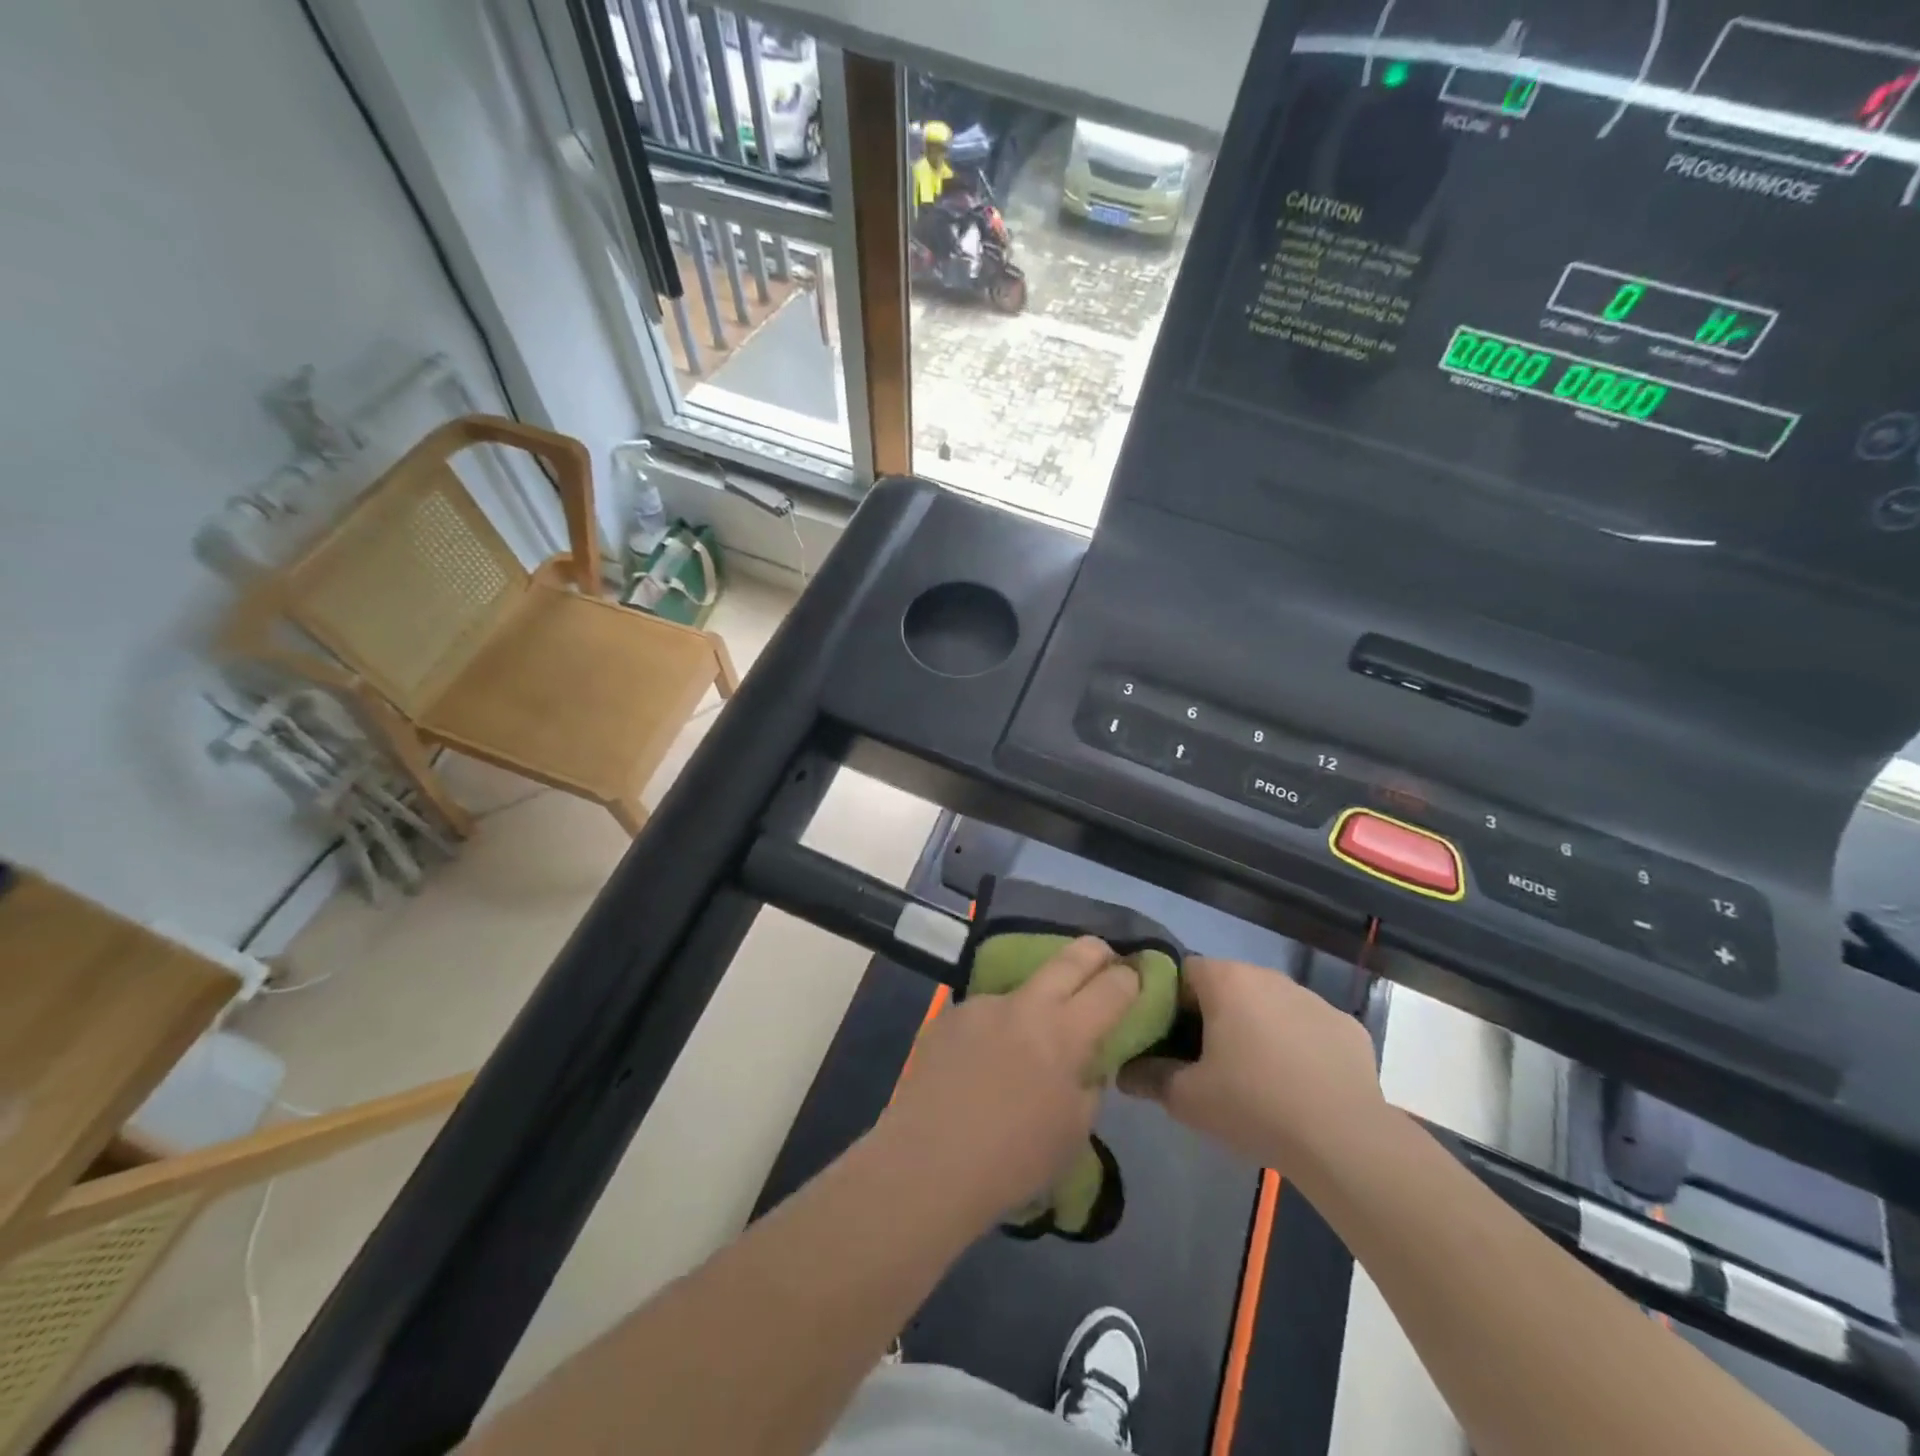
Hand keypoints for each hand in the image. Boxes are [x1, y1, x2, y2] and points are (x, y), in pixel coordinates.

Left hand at [877, 938, 1141, 1225]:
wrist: (929, 1162)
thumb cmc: (1014, 1160)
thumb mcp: (1074, 1130)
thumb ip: (1088, 1083)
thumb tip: (1086, 1060)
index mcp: (1065, 1033)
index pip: (1112, 987)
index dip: (1131, 979)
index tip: (1136, 978)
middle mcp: (1025, 1004)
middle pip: (1071, 957)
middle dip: (1096, 953)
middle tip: (1105, 958)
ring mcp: (983, 1004)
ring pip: (1022, 988)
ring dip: (1034, 1004)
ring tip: (1022, 1043)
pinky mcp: (949, 1013)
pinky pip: (985, 1013)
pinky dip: (994, 1029)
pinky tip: (980, 1062)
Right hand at [1119, 956, 1382, 1174]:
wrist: (1345, 1141)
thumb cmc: (1255, 1106)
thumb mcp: (1187, 1099)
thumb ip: (1149, 1077)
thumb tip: (1124, 1071)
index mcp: (1226, 980)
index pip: (1181, 972)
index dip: (1168, 1002)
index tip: (1167, 1039)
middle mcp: (1268, 976)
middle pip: (1226, 986)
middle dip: (1212, 1016)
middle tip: (1205, 1061)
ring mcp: (1314, 999)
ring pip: (1269, 1005)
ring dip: (1256, 1028)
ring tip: (1254, 1077)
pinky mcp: (1348, 1027)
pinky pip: (1308, 1028)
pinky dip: (1298, 1046)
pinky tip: (1299, 1086)